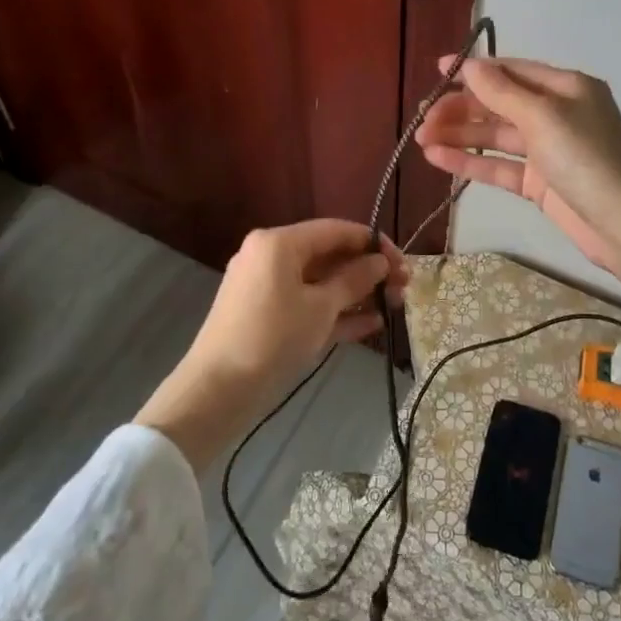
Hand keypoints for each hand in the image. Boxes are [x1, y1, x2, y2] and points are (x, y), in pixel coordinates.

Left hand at [136, 221, 404, 468]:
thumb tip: (380, 261)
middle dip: (367, 270)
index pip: (336, 230)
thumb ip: (354, 280)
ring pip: (319, 281)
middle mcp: (270, 255)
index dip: (373, 243)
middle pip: (328, 254)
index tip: (403, 262)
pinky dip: (334, 311)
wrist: (217, 391)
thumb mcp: (320, 308)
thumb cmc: (272, 338)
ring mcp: (266, 286)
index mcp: (279, 242)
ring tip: (394, 305)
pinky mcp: (265, 314)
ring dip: (356, 292)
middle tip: (403, 288)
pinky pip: (306, 303)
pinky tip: (370, 324)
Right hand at [415, 56, 620, 274]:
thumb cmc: (587, 159)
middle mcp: (556, 114)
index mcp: (565, 88)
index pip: (512, 71)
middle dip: (461, 108)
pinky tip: (437, 158)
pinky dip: (470, 162)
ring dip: (459, 134)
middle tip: (423, 117)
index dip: (474, 70)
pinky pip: (498, 166)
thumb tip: (470, 65)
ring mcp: (546, 150)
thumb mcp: (543, 117)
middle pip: (499, 104)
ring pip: (494, 136)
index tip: (436, 71)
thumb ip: (502, 92)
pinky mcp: (539, 183)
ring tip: (420, 138)